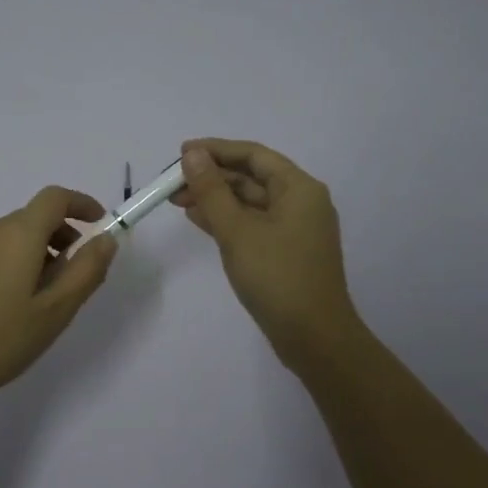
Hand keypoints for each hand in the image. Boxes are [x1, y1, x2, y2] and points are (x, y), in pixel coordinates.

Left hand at [0, 185, 118, 413]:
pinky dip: (21, 261)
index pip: (55, 198)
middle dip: (65, 236)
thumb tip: (106, 238)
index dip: (82, 205)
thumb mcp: (56, 310)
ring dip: (44, 251)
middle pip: (37, 216)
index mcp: (17, 233)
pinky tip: (19, 304)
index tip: (100, 226)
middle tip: (78, 278)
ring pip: (18, 235)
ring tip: (49, 298)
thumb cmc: (0, 340)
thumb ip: (86, 270)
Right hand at [172, 139, 361, 369]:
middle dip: (212, 177)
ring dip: (216, 199)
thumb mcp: (237, 231)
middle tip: (172, 183)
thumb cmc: (276, 277)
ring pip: (250, 202)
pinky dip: (228, 219)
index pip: (253, 155)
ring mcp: (295, 229)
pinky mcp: (287, 251)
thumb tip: (193, 155)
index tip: (181, 152)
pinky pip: (254, 224)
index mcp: (299, 188)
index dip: (216, 149)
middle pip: (252, 177)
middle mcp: (302, 202)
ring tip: (177, 201)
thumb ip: (212, 191)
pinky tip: (199, 220)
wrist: (314, 337)